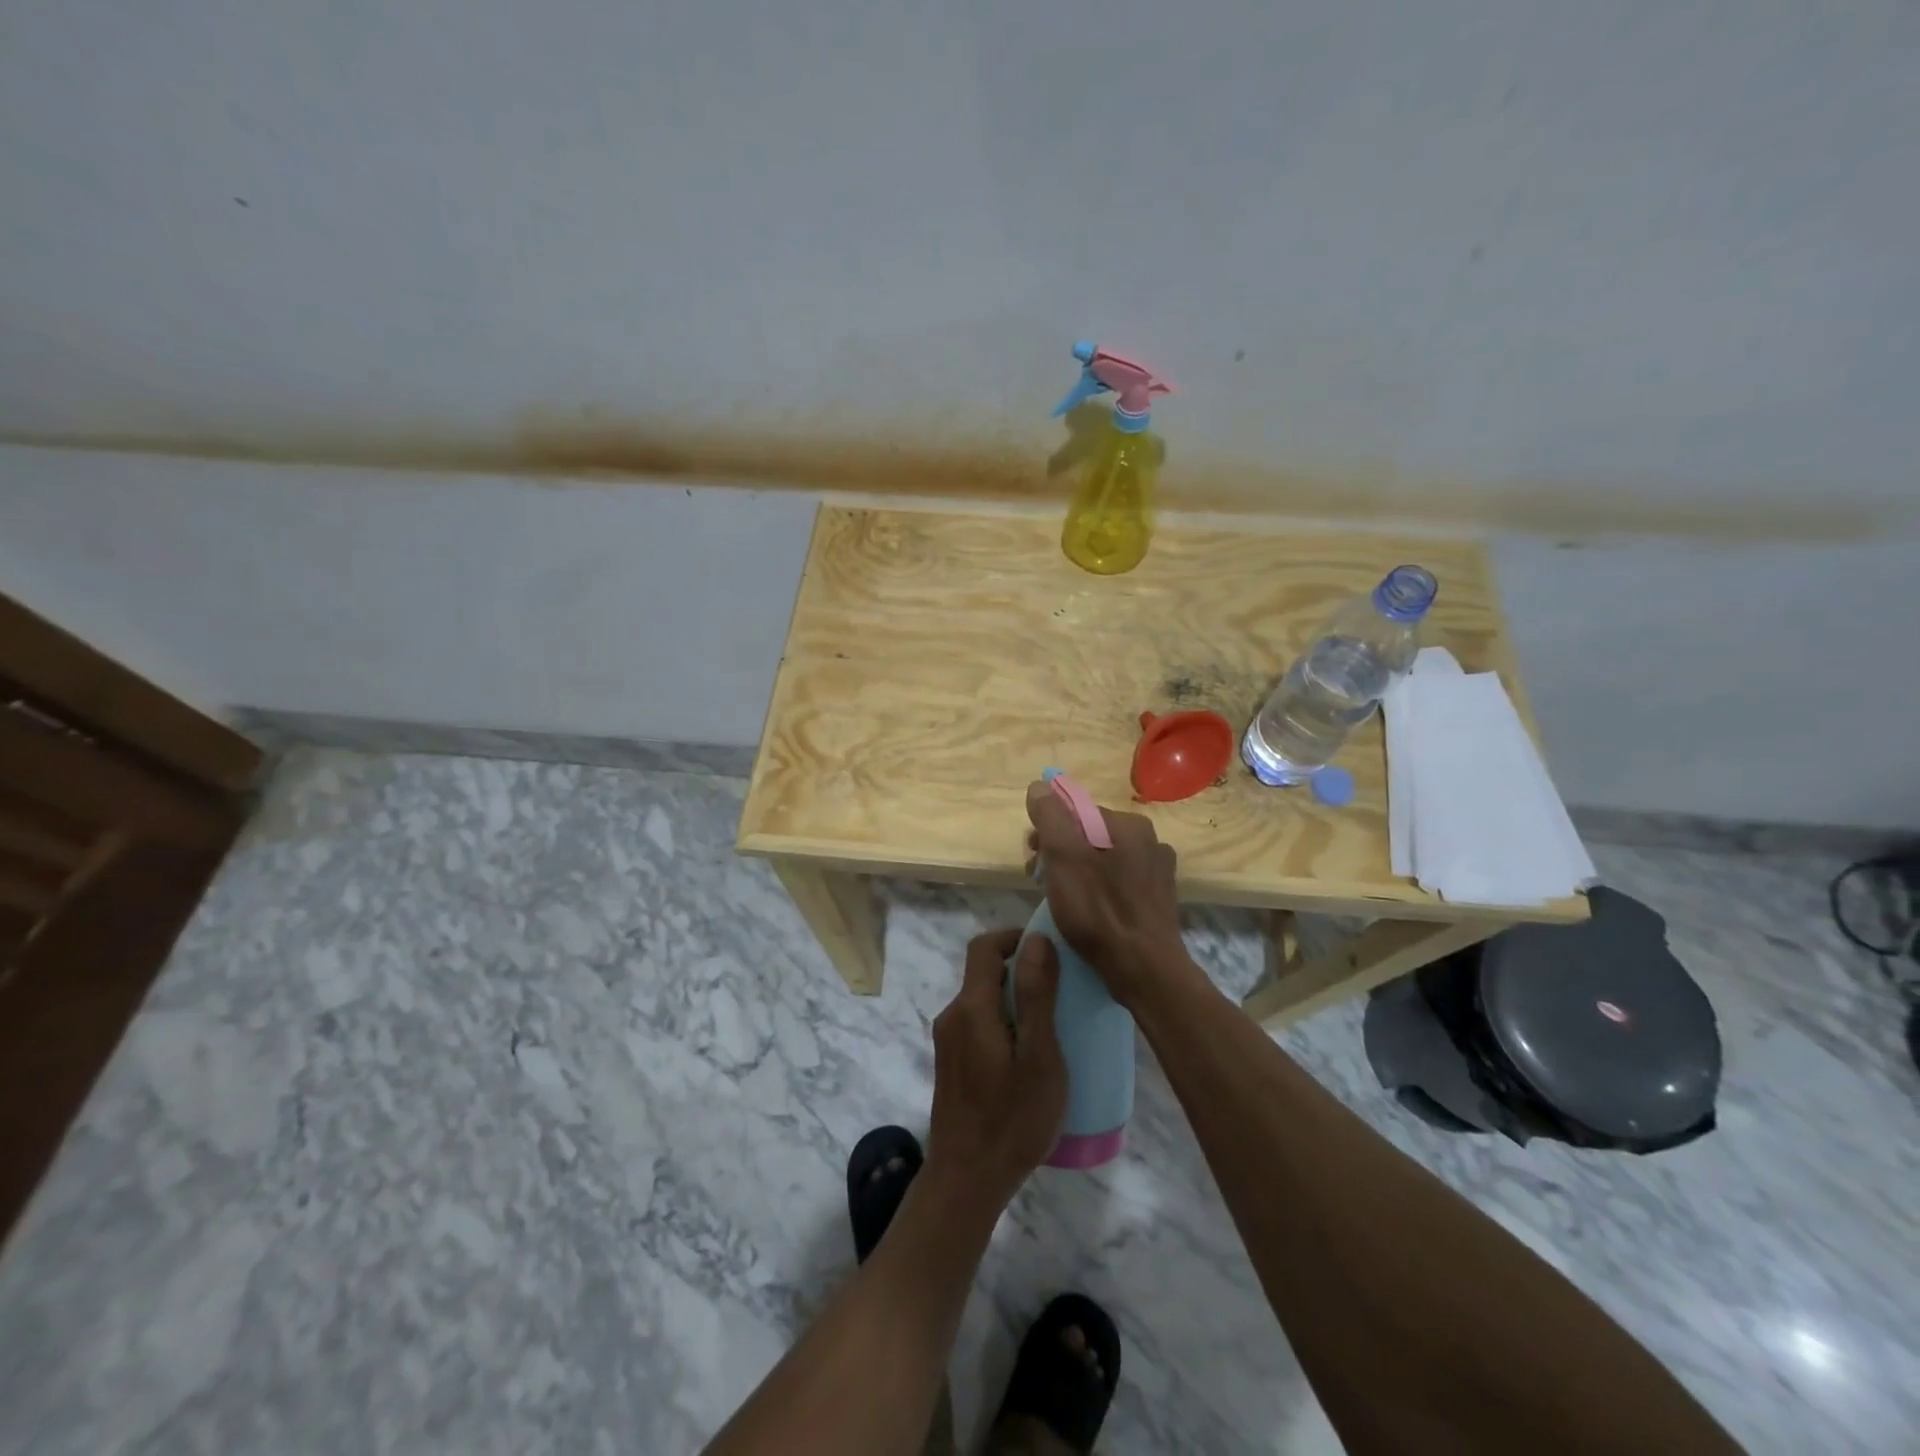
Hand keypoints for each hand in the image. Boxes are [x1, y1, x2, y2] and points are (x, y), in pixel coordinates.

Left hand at [925, 930, 1067, 1210]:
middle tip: (1061, 990)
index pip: (984, 946)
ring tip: (1052, 1024)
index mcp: (972, 1007)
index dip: (1014, 937)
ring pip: (983, 1000)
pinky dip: (1004, 1022)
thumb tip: (1037, 938)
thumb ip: (1037, 994)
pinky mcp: (952, 1063)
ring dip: (1014, 999)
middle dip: (1021, 970)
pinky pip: (979, 1024)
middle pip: (984, 972)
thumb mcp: (1039, 1055)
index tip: (1048, 948)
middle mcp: (953, 1015)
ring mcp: (949, 1041)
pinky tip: (1029, 1054)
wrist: (967, 1180)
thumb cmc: (1012, 1118)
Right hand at [1025, 779, 1191, 1006]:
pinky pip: (1119, 884)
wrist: (1144, 970)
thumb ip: (1050, 817)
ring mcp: (1158, 872)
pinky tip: (1088, 913)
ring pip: (1104, 861)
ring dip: (1077, 872)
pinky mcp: (1158, 901)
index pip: (1077, 812)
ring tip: (1060, 900)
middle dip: (1060, 852)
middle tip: (1040, 881)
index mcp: (1130, 824)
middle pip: (1090, 835)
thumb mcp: (1064, 857)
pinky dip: (1098, 891)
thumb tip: (1040, 786)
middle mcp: (1151, 840)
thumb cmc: (1099, 910)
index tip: (1032, 858)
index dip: (1048, 831)